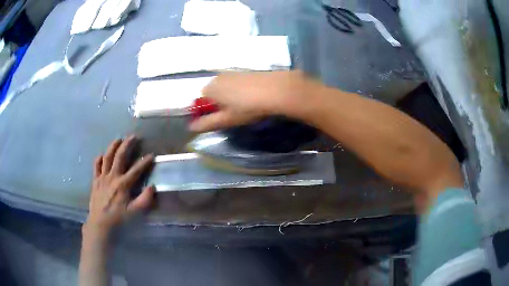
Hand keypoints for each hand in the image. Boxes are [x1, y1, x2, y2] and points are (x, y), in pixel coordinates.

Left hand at [84, 136, 154, 236]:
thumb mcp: (135, 212)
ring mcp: (102, 177)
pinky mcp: (95, 181)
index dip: (145, 162)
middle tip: (133, 136)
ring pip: (107, 157)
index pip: (136, 170)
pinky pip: (96, 166)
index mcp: (123, 184)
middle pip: (120, 157)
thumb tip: (152, 187)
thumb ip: (145, 200)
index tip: (152, 155)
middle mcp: (112, 177)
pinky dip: (99, 159)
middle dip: (127, 145)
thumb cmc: (118, 219)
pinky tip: (102, 155)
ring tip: (118, 139)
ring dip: (113, 147)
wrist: (100, 223)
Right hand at [189, 71, 314, 132]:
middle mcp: (217, 77)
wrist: (276, 90)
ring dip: (228, 97)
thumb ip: (207, 123)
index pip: (200, 100)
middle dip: (217, 104)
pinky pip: (235, 83)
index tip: (218, 119)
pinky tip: (250, 97)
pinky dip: (238, 91)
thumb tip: (191, 127)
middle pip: (211, 93)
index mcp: (210, 88)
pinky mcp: (244, 71)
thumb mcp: (227, 119)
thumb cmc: (248, 107)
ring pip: (224, 88)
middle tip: (231, 115)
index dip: (206, 111)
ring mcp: (231, 72)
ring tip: (243, 107)